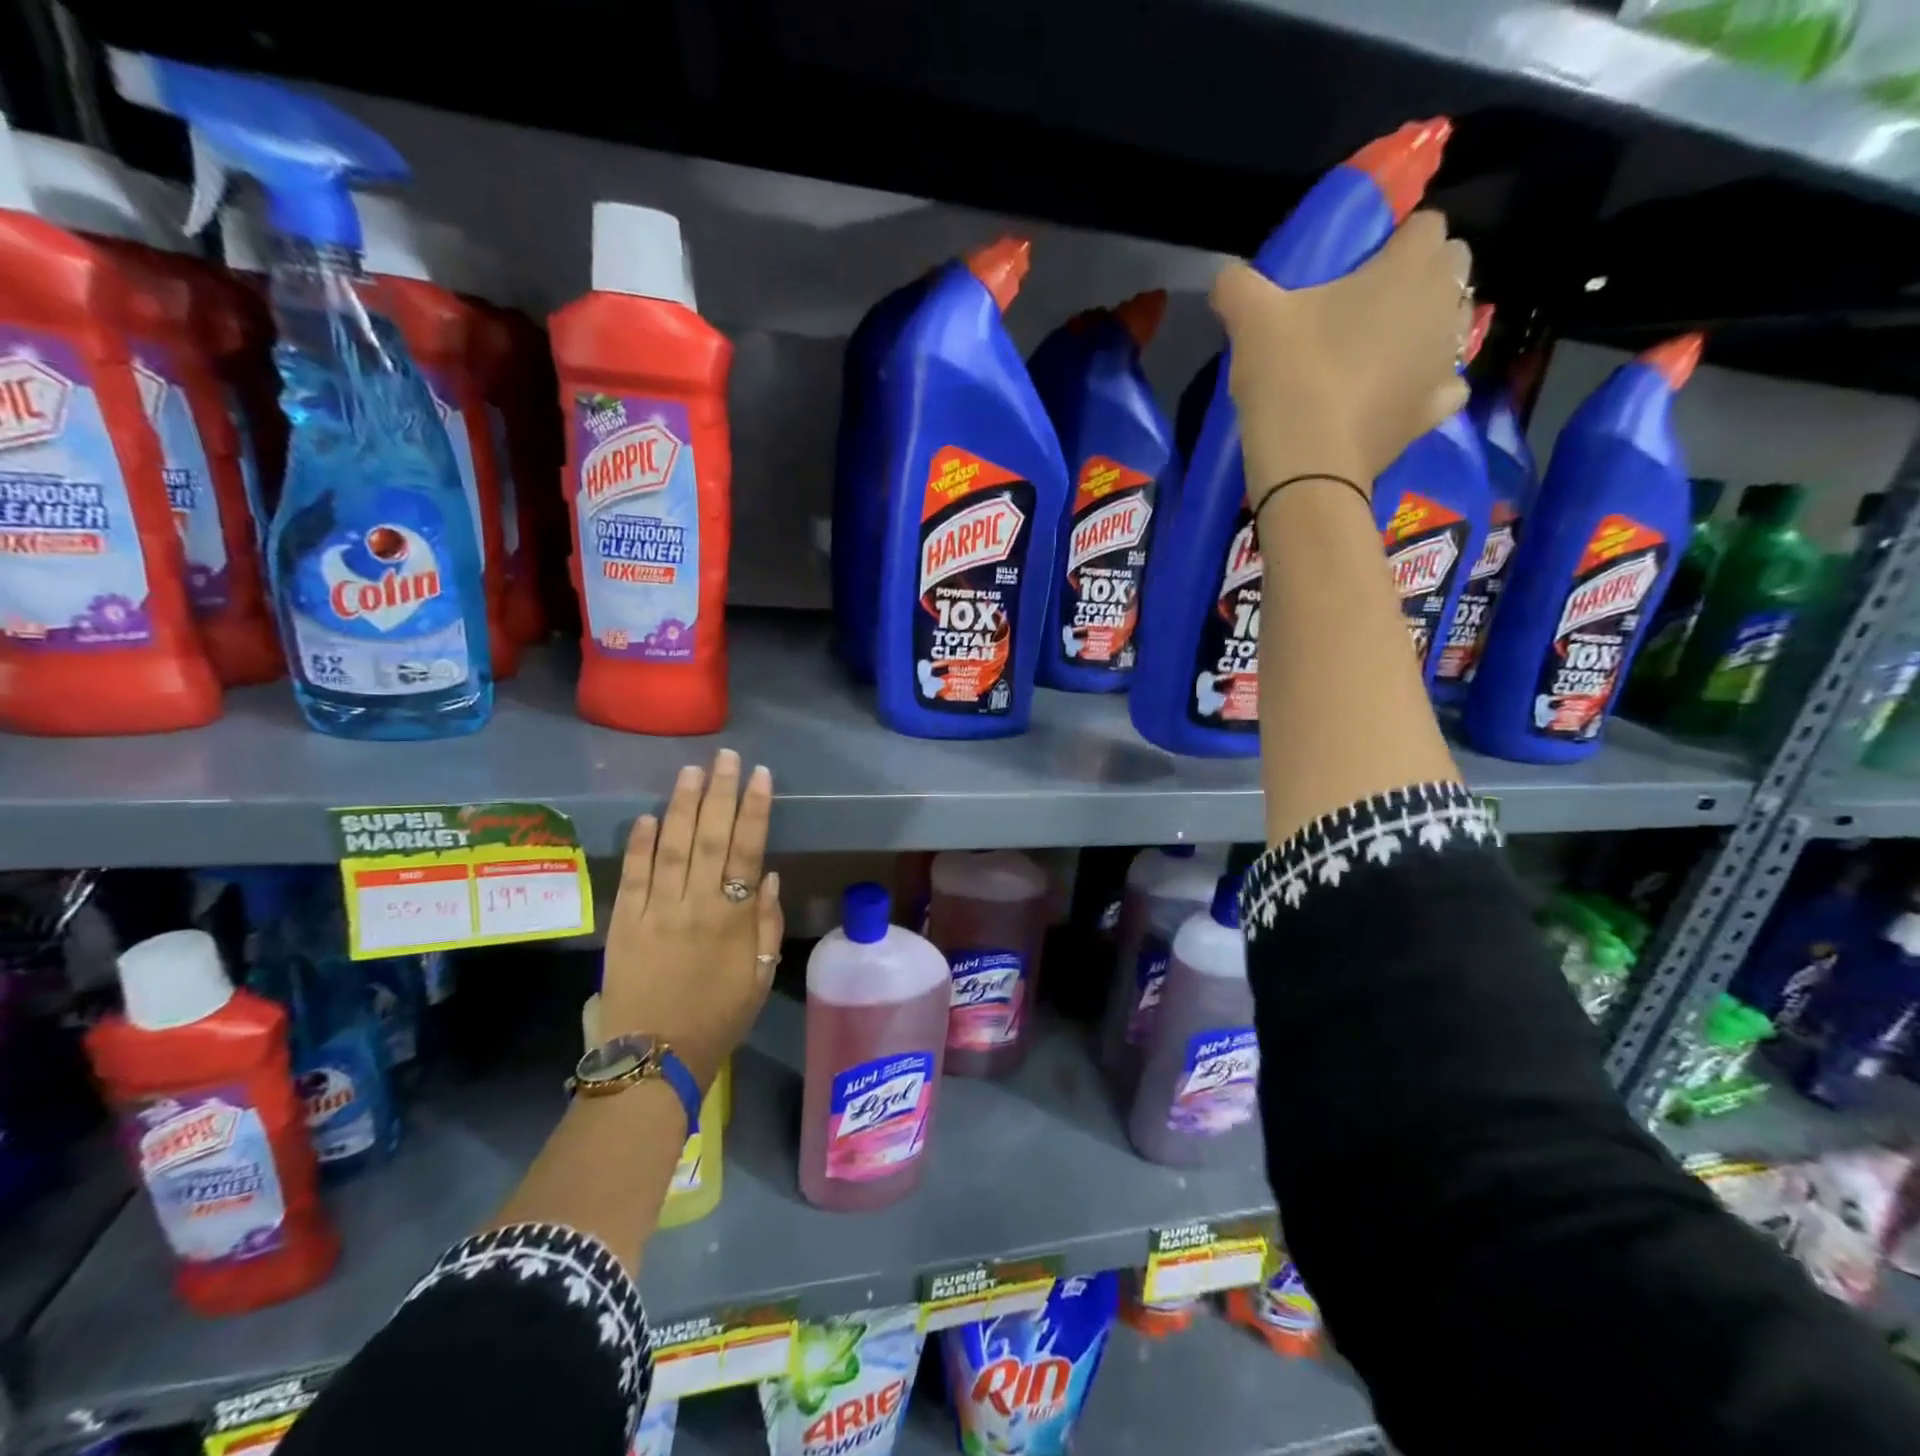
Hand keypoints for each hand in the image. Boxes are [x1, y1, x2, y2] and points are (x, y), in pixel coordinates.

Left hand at [598, 749, 782, 1092]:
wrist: (653, 1061)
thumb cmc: (717, 1020)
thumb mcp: (759, 978)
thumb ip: (765, 925)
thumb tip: (768, 876)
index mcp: (733, 920)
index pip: (747, 851)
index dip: (755, 810)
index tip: (760, 775)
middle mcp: (695, 906)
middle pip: (710, 838)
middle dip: (719, 793)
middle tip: (725, 757)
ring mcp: (655, 912)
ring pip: (672, 848)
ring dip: (682, 806)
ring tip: (690, 771)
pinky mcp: (623, 924)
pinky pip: (632, 877)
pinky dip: (640, 845)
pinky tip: (647, 816)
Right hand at [1212, 210, 1472, 499]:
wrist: (1309, 467)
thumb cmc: (1290, 377)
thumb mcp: (1250, 322)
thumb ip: (1238, 286)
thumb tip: (1225, 276)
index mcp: (1410, 267)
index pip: (1425, 224)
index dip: (1394, 241)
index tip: (1358, 268)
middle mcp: (1443, 305)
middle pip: (1451, 267)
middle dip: (1420, 277)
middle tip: (1369, 306)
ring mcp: (1447, 360)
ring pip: (1452, 324)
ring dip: (1426, 327)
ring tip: (1380, 351)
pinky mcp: (1436, 410)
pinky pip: (1446, 384)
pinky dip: (1427, 385)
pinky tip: (1397, 394)